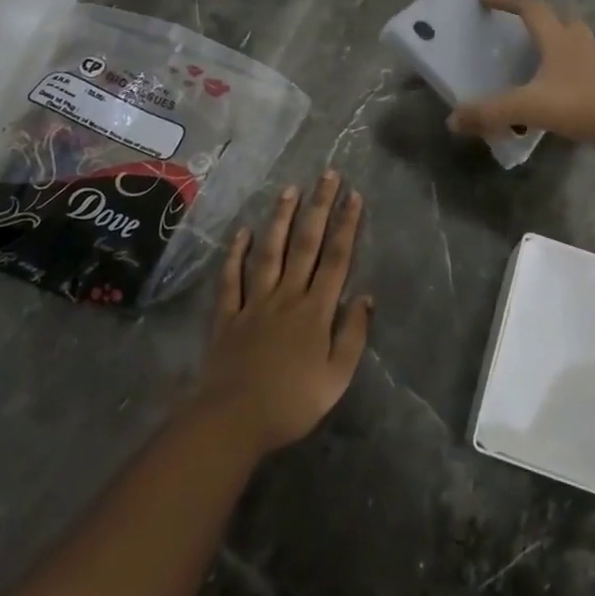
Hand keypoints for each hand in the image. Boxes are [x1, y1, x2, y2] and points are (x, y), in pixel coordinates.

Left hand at [191, 172, 372, 454]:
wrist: (234, 420)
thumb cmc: (292, 402)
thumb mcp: (337, 378)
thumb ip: (353, 335)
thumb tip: (366, 296)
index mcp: (316, 310)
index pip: (336, 258)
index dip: (346, 225)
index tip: (353, 195)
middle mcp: (287, 295)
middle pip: (306, 244)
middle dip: (319, 207)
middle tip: (327, 175)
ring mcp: (255, 302)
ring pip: (270, 251)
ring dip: (281, 219)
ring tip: (290, 189)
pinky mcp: (228, 315)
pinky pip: (231, 279)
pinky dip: (235, 254)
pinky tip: (241, 231)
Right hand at [446, 0, 594, 151]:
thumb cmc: (584, 104)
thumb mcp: (530, 107)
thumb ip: (491, 112)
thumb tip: (453, 119)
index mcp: (558, 39)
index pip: (530, 6)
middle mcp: (579, 43)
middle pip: (557, 18)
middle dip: (535, 18)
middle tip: (515, 28)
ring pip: (573, 42)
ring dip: (553, 43)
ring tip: (534, 60)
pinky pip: (582, 68)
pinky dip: (566, 71)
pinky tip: (556, 91)